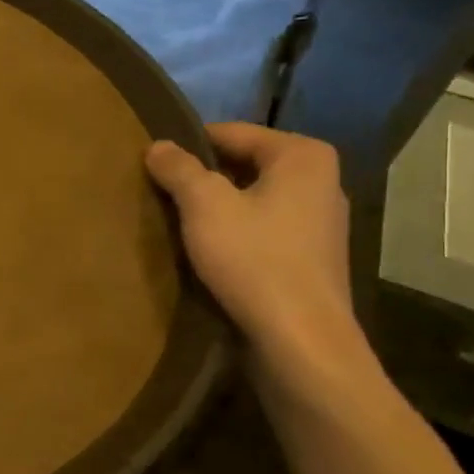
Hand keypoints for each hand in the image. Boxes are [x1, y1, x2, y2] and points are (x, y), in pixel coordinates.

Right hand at [144, 123, 355, 361]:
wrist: (300, 340)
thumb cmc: (254, 260)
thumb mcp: (204, 206)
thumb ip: (178, 168)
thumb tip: (158, 145)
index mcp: (303, 155)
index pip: (230, 133)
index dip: (187, 146)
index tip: (153, 165)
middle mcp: (320, 180)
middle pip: (243, 165)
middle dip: (202, 178)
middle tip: (160, 194)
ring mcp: (320, 221)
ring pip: (252, 199)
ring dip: (216, 208)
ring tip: (178, 223)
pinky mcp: (312, 257)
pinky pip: (262, 229)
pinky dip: (234, 233)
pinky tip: (208, 252)